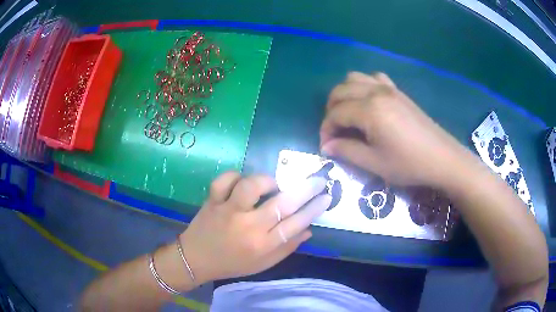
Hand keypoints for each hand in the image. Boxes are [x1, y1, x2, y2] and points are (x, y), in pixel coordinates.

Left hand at [179, 172, 330, 283]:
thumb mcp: (263, 264)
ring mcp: (228, 211)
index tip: (326, 197)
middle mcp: (247, 226)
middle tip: (318, 180)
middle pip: (282, 204)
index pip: (296, 224)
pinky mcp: (212, 201)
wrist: (196, 259)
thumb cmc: (232, 264)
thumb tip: (309, 229)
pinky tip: (241, 182)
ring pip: (251, 186)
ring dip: (267, 181)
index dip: (314, 209)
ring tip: (271, 185)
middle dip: (305, 189)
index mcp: (262, 245)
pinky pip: (224, 180)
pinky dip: (234, 176)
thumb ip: (286, 248)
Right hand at [320, 72, 470, 186]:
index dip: (326, 130)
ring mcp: (388, 89)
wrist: (441, 157)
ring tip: (347, 114)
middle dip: (330, 110)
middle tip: (335, 132)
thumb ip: (347, 151)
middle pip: (340, 91)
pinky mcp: (398, 91)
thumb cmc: (409, 163)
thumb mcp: (375, 163)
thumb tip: (327, 146)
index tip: (326, 146)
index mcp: (369, 110)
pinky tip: (368, 101)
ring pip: (354, 78)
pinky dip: (364, 85)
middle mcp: (375, 92)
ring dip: (345, 94)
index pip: (335, 113)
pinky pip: (374, 78)